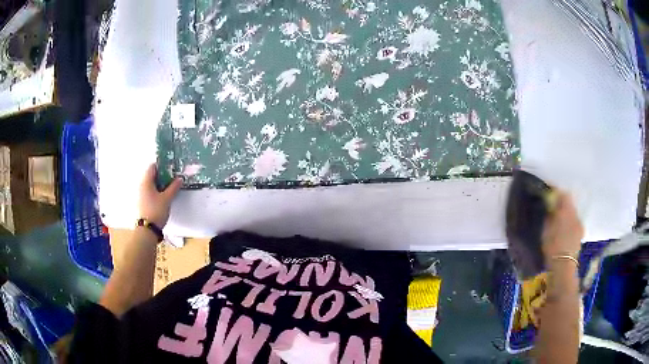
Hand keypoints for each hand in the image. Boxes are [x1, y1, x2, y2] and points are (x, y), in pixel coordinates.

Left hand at [139, 164, 181, 227]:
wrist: (148, 229)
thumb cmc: (156, 211)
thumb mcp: (167, 198)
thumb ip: (174, 187)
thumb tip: (179, 179)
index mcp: (146, 182)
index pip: (153, 167)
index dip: (162, 165)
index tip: (171, 167)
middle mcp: (142, 186)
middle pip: (152, 175)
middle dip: (162, 175)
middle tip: (173, 177)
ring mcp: (141, 195)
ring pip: (151, 184)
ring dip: (160, 184)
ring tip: (170, 187)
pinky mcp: (143, 202)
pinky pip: (150, 192)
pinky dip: (157, 191)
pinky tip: (164, 196)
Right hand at [542, 191, 583, 264]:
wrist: (563, 266)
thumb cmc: (553, 246)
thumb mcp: (546, 229)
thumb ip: (550, 214)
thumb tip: (550, 206)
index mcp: (567, 209)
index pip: (563, 193)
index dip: (556, 192)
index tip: (549, 193)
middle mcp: (576, 214)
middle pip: (569, 204)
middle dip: (562, 205)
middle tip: (553, 209)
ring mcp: (580, 225)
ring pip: (572, 214)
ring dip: (566, 215)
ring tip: (558, 222)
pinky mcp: (581, 235)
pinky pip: (574, 224)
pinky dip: (569, 225)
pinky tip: (564, 233)